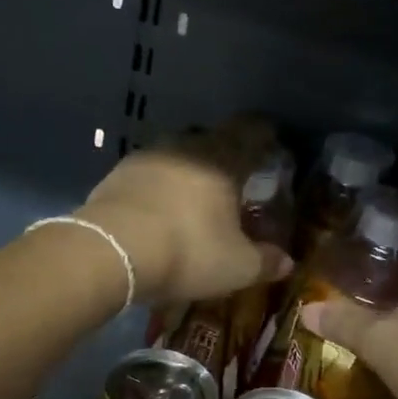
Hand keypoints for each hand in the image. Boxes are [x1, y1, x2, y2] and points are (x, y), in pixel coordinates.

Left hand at [79, 120, 293, 305]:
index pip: (251, 131)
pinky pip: (149, 172)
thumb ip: (264, 261)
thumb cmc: (186, 252)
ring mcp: (148, 156)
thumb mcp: (235, 266)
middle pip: (212, 139)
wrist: (110, 251)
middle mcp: (186, 146)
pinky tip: (158, 208)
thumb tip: (287, 261)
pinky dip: (159, 185)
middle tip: (233, 179)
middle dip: (224, 155)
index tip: (272, 143)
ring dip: (188, 169)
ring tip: (193, 195)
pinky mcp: (118, 173)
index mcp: (222, 159)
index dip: (264, 135)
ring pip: (178, 153)